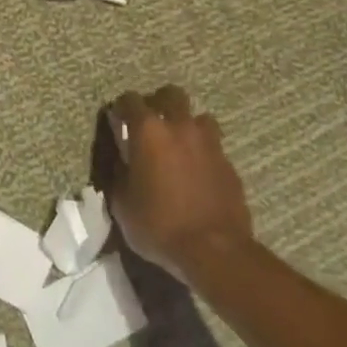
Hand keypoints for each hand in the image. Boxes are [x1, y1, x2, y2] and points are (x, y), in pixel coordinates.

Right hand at [107, 86, 252, 280]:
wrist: (215, 251)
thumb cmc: (159, 225)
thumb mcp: (122, 204)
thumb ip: (119, 174)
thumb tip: (122, 162)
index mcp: (149, 132)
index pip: (130, 100)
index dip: (121, 108)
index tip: (117, 120)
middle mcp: (181, 127)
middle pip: (171, 95)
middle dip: (159, 103)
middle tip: (151, 124)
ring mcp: (210, 144)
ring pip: (199, 117)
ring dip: (187, 125)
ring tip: (179, 146)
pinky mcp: (229, 164)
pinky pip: (214, 146)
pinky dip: (203, 152)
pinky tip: (197, 173)